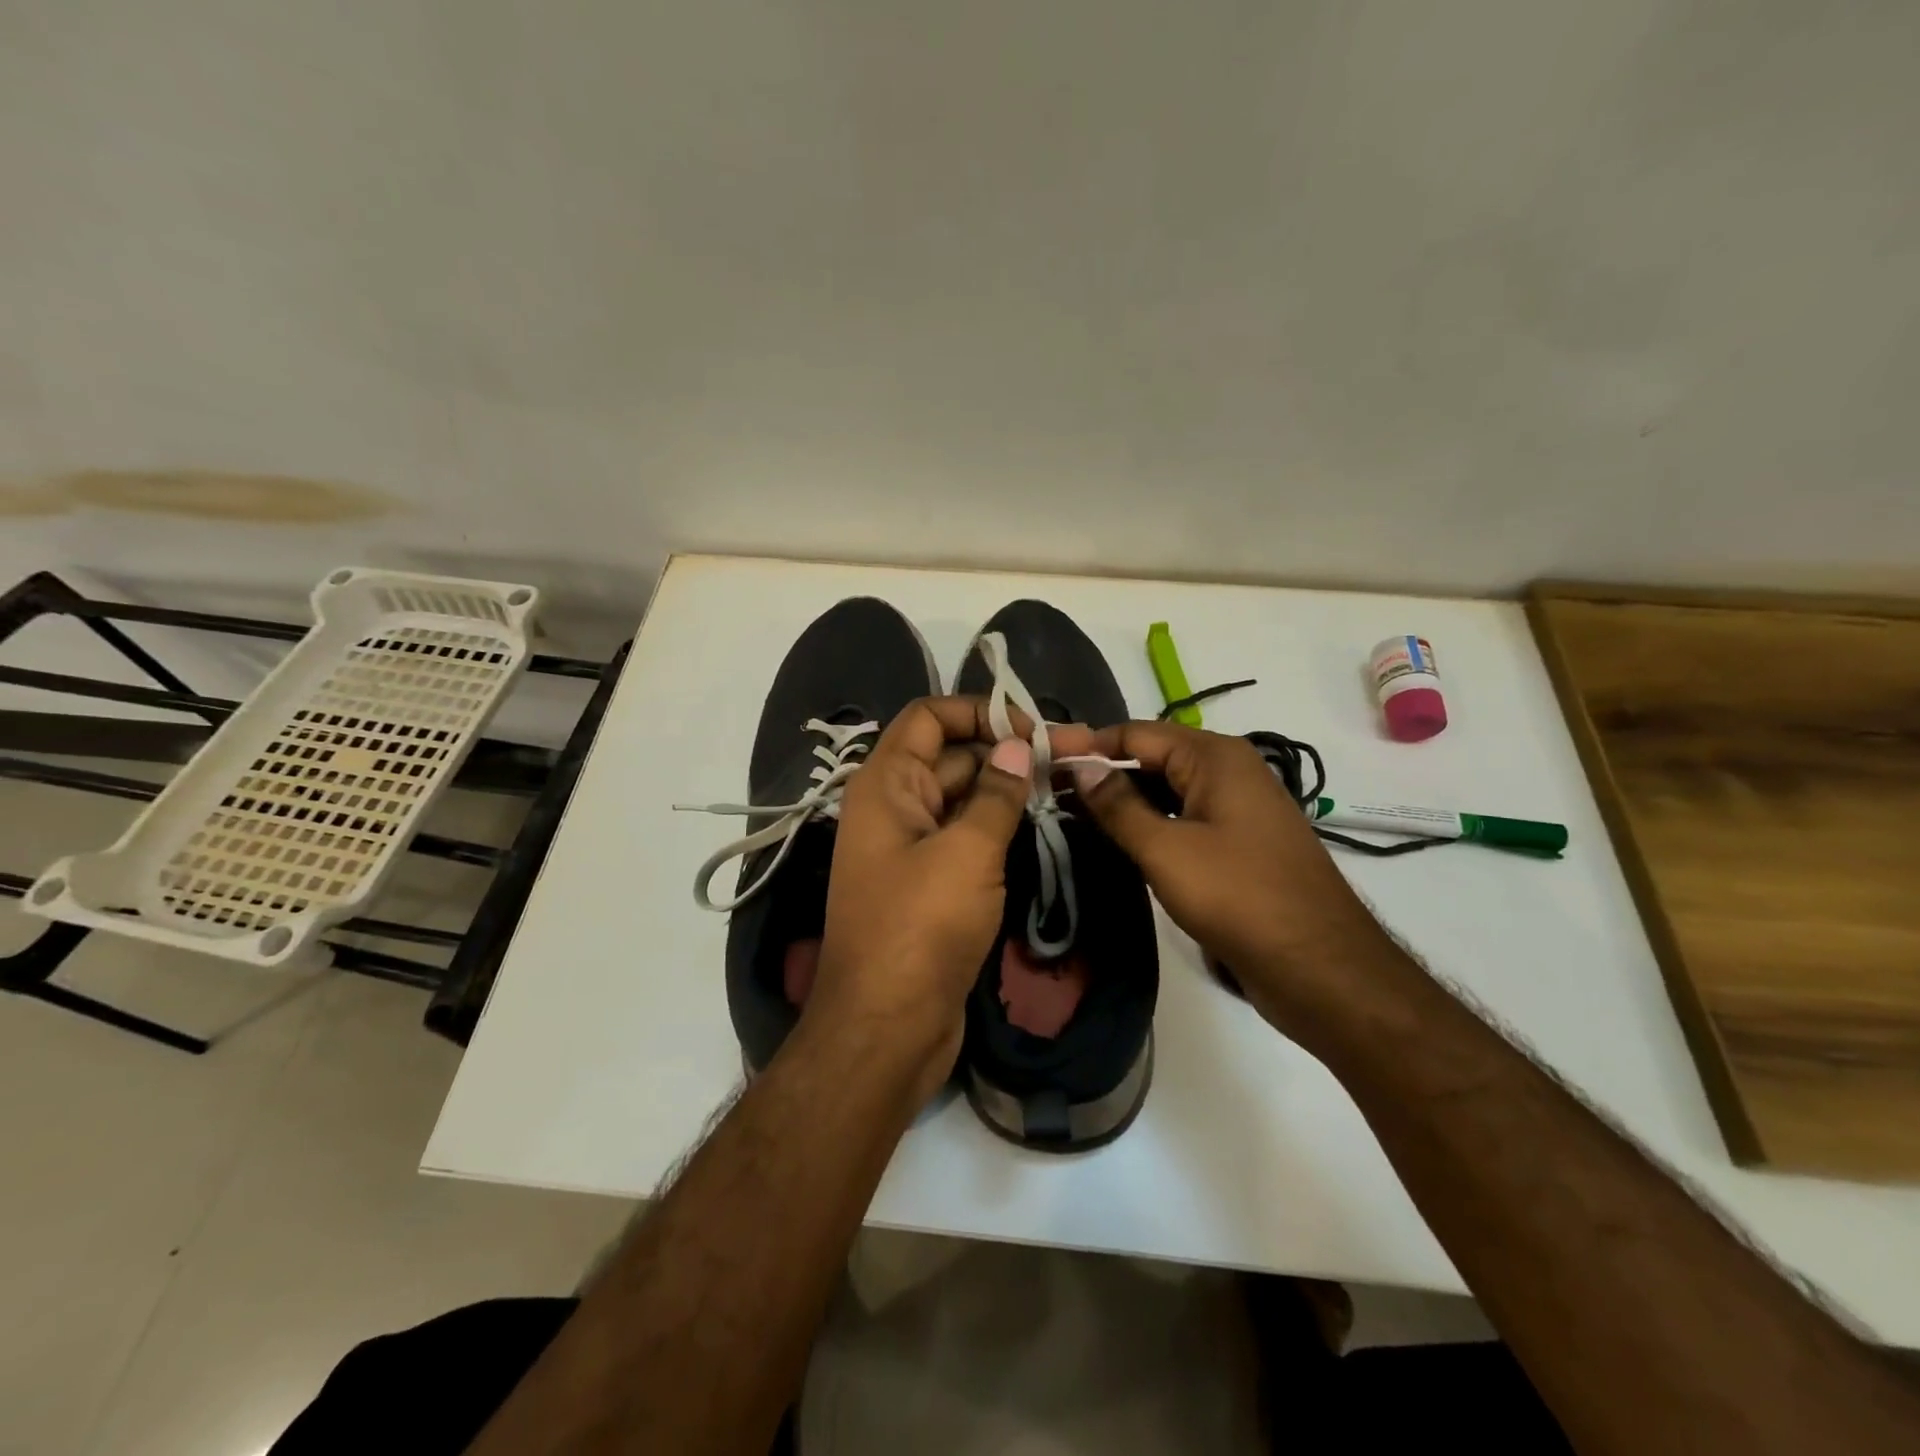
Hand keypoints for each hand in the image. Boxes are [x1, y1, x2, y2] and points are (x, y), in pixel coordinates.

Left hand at [806, 697, 1031, 1103]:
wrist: (887, 1028)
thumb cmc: (921, 929)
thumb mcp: (966, 853)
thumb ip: (995, 794)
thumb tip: (1018, 748)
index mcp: (886, 784)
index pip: (930, 717)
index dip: (980, 712)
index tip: (1034, 729)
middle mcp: (894, 807)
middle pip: (953, 757)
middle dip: (1009, 752)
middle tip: (1075, 758)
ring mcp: (912, 847)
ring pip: (964, 799)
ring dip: (1010, 790)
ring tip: (1070, 786)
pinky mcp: (931, 884)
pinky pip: (966, 838)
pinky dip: (1000, 827)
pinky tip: (1044, 824)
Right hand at [1053, 720, 1397, 1024]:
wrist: (1321, 968)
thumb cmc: (1239, 897)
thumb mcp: (1165, 849)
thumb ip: (1117, 804)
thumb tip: (1078, 764)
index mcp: (1215, 757)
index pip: (1135, 733)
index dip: (1086, 744)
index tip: (1040, 761)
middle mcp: (1228, 771)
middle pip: (1151, 757)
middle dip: (1101, 773)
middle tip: (1047, 793)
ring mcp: (1236, 809)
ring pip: (1166, 791)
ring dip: (1122, 801)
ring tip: (1069, 817)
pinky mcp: (1238, 844)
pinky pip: (1183, 818)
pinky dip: (1149, 824)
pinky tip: (1115, 842)